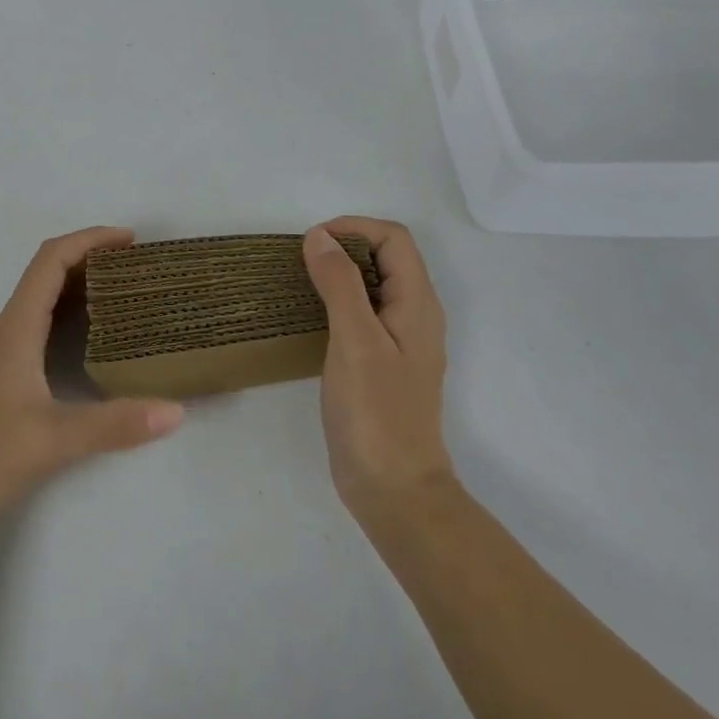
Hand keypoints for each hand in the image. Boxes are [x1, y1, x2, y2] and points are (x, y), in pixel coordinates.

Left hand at [0, 227, 184, 541]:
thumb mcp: (51, 441)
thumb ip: (114, 425)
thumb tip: (175, 410)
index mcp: (16, 329)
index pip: (51, 260)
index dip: (89, 239)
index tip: (130, 241)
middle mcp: (9, 332)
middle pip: (49, 274)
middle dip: (92, 259)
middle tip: (138, 269)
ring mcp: (4, 357)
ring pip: (45, 302)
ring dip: (83, 288)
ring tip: (126, 296)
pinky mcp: (5, 381)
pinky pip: (43, 330)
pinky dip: (73, 319)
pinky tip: (95, 344)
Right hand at [304, 218, 454, 531]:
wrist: (394, 491)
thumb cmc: (376, 412)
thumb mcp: (355, 340)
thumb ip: (340, 283)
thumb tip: (319, 237)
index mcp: (417, 304)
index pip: (394, 238)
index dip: (355, 227)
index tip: (314, 241)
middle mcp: (415, 315)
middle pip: (386, 257)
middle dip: (345, 245)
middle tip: (303, 260)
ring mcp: (400, 341)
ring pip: (374, 284)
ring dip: (340, 272)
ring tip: (301, 281)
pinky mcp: (382, 363)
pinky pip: (363, 313)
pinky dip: (338, 300)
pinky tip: (311, 317)